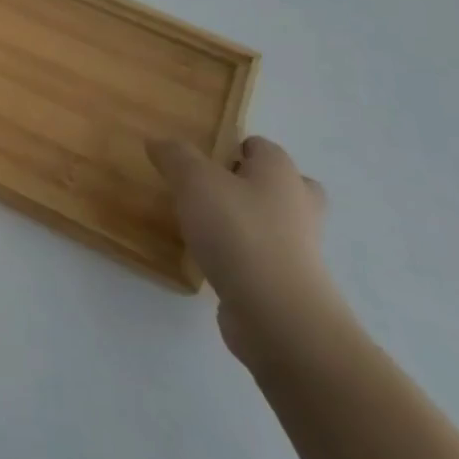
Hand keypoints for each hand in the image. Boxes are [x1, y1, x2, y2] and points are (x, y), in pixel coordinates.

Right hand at [147, 135, 348, 368]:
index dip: (228, 147)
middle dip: (247, 185)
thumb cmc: (238, 232)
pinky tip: (209, 259)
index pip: (259, 146)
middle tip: (207, 190)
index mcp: (281, 173)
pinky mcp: (289, 284)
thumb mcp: (193, 180)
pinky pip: (262, 257)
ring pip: (271, 223)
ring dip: (243, 222)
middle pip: (276, 185)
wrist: (277, 316)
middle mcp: (298, 205)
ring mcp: (299, 249)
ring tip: (200, 225)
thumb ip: (174, 155)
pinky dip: (241, 255)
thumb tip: (159, 142)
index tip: (196, 160)